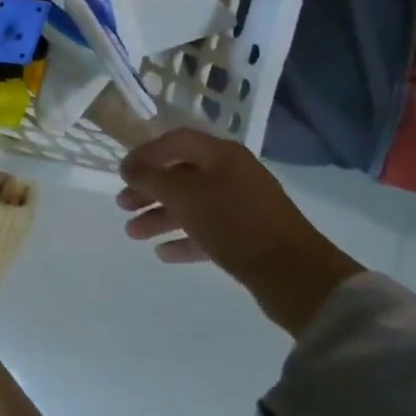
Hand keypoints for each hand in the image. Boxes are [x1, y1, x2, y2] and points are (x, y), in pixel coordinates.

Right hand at [117, 128, 362, 333]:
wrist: (294, 274)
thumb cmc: (233, 222)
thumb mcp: (183, 194)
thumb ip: (151, 177)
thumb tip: (129, 168)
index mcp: (221, 154)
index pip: (175, 141)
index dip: (145, 153)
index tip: (121, 173)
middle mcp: (232, 174)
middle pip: (181, 175)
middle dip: (148, 190)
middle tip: (122, 205)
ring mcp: (242, 206)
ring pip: (192, 205)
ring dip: (160, 217)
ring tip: (133, 234)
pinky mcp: (248, 237)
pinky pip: (207, 231)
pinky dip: (184, 239)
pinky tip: (163, 253)